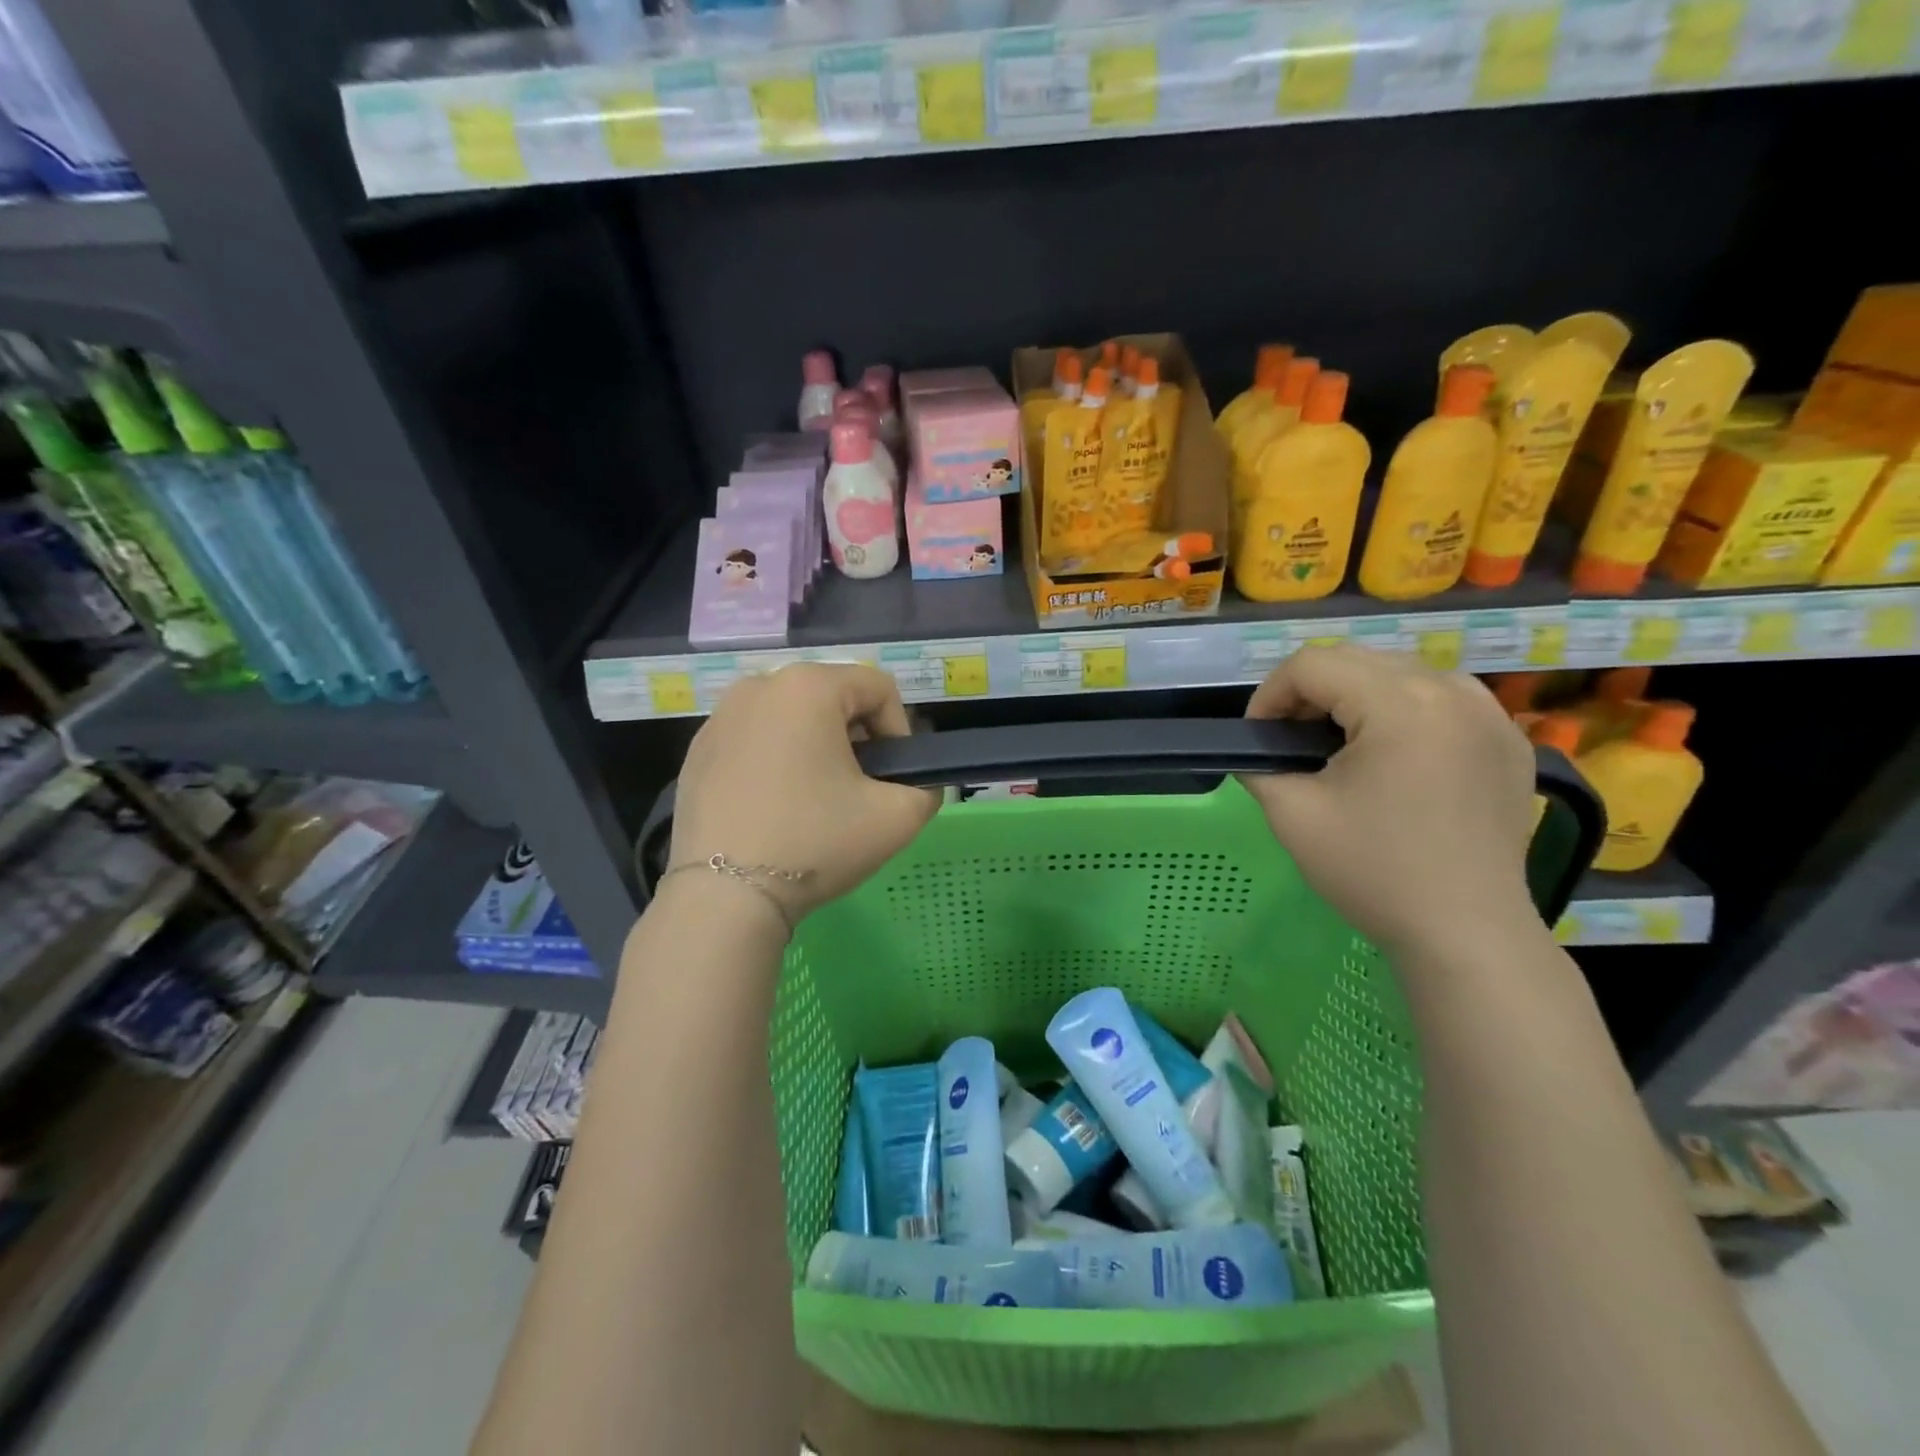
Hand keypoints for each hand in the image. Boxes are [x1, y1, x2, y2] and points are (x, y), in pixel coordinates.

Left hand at [667, 663, 938, 926]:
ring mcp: (720, 717)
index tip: (890, 779)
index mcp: (809, 686)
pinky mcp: (696, 750)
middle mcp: (759, 685)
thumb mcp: (898, 818)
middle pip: (832, 698)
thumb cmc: (815, 841)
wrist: (724, 896)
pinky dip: (774, 763)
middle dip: (855, 738)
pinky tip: (773, 808)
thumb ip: (926, 788)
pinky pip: (754, 741)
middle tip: (856, 791)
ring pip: (791, 719)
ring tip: (815, 800)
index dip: (898, 732)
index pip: (879, 688)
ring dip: (814, 749)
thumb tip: (916, 784)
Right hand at [1238, 647, 1538, 959]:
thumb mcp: (1292, 815)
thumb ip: (1260, 765)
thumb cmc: (1374, 871)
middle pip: (1356, 659)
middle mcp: (1452, 690)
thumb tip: (1257, 749)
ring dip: (1355, 697)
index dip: (1269, 695)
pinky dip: (1402, 712)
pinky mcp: (1510, 740)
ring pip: (1400, 672)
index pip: (1312, 664)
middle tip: (1290, 742)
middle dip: (1309, 693)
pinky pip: (1441, 699)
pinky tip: (1392, 757)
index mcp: (1401, 705)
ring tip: (1339, 746)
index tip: (1259, 740)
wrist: (1466, 933)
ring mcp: (1491, 713)